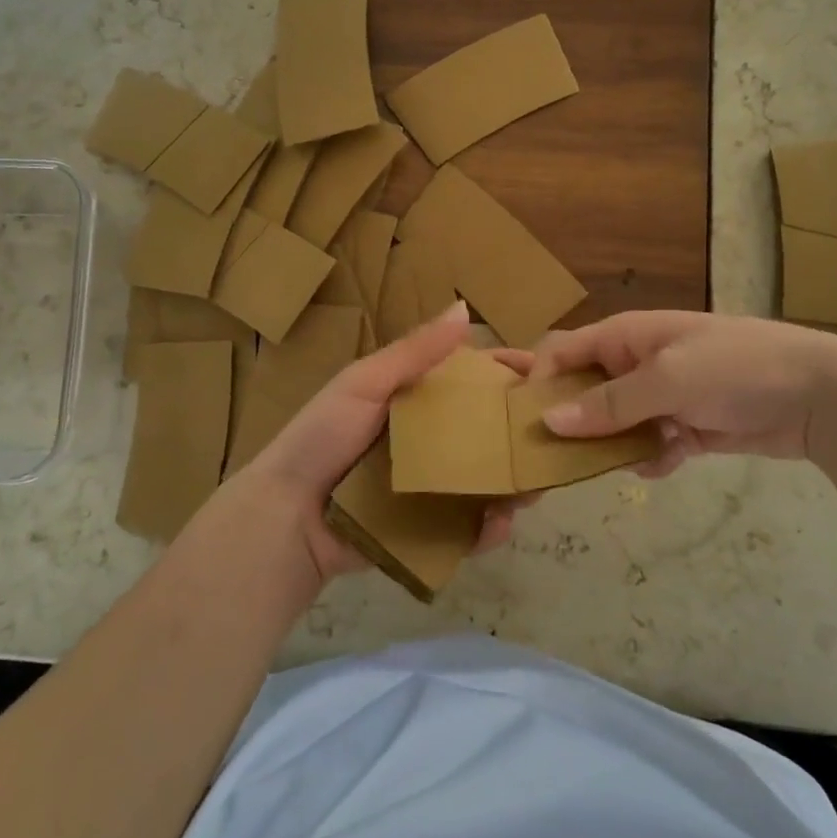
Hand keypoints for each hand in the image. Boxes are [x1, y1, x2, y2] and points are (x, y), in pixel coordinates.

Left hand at [241, 304, 532, 583]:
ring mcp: (430, 486)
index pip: (471, 380)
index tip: (546, 374)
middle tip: (550, 437)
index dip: (507, 374)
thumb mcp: (364, 385)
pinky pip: (469, 527)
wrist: (286, 517)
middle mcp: (428, 440)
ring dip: (514, 481)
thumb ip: (414, 352)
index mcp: (414, 400)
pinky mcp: (428, 529)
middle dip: (521, 433)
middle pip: (487, 432)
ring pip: (487, 480)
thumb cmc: (322, 438)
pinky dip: (489, 527)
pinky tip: (499, 523)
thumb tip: (464, 308)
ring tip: (535, 484)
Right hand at [529, 311, 836, 477]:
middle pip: (582, 392)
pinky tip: (667, 462)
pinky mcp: (684, 427)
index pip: (560, 352)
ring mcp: (660, 397)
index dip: (535, 380)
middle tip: (545, 460)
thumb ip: (610, 403)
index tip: (520, 421)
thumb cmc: (737, 367)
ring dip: (612, 446)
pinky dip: (653, 457)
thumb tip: (549, 422)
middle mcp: (634, 364)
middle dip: (568, 422)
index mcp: (624, 337)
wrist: (821, 394)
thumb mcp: (670, 380)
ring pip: (613, 425)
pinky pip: (649, 445)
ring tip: (614, 465)